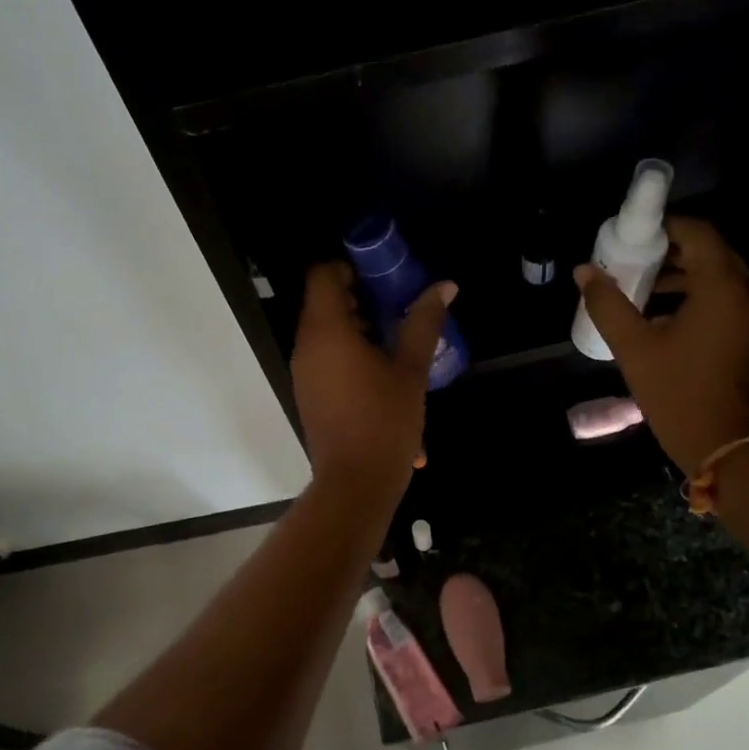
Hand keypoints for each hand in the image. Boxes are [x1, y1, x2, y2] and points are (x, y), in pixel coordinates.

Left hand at [291, 262, 455, 495]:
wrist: (355, 483)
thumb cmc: (385, 421)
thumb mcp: (410, 369)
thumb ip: (424, 322)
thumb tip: (445, 286)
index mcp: (326, 330)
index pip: (322, 274)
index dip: (350, 266)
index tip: (383, 276)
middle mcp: (306, 344)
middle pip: (322, 299)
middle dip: (358, 294)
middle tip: (397, 302)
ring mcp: (303, 370)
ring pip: (323, 328)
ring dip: (355, 323)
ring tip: (394, 334)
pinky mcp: (308, 390)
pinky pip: (323, 353)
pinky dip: (346, 347)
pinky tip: (380, 365)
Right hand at [574, 217, 748, 475]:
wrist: (735, 449)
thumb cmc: (681, 394)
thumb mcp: (635, 348)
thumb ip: (608, 305)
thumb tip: (584, 271)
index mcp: (721, 286)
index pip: (699, 232)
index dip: (665, 227)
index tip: (632, 236)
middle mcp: (747, 293)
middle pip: (711, 252)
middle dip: (671, 251)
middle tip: (632, 260)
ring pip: (720, 278)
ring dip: (683, 276)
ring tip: (642, 290)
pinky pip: (726, 301)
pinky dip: (698, 298)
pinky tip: (664, 320)